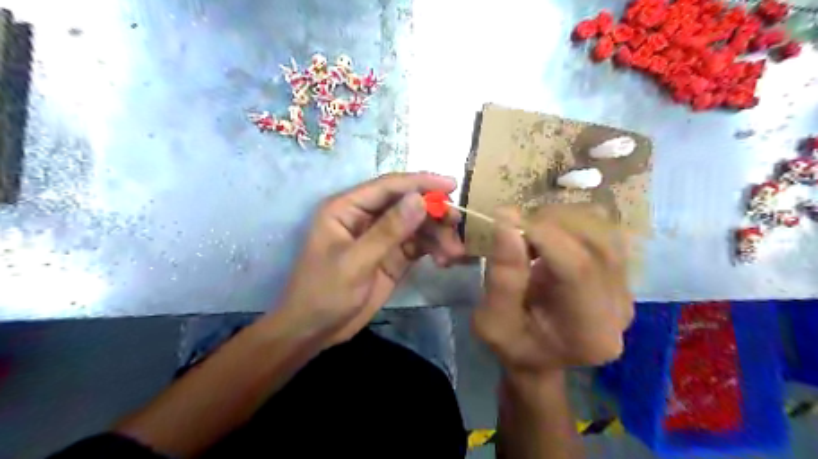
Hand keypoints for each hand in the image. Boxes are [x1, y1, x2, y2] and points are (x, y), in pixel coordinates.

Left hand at [274, 173, 465, 347]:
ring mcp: (381, 237)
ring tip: (455, 252)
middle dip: (434, 212)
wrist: (315, 331)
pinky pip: (419, 245)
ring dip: (438, 234)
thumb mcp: (355, 262)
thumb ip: (388, 231)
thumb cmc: (324, 293)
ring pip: (417, 225)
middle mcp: (366, 217)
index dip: (420, 182)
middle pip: (407, 204)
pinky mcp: (392, 256)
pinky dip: (434, 249)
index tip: (451, 185)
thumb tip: (420, 200)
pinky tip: (446, 260)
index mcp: (347, 208)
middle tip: (458, 223)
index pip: (388, 186)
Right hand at [474, 207, 631, 374]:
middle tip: (516, 226)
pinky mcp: (620, 271)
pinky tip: (547, 233)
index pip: (579, 269)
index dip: (544, 236)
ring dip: (560, 218)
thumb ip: (501, 278)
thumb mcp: (492, 322)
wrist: (539, 354)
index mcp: (590, 333)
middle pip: (597, 243)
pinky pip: (603, 228)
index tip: (507, 220)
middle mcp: (620, 308)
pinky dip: (570, 220)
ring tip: (530, 232)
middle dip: (551, 223)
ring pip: (603, 228)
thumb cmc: (513, 344)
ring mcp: (626, 287)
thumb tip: (507, 222)